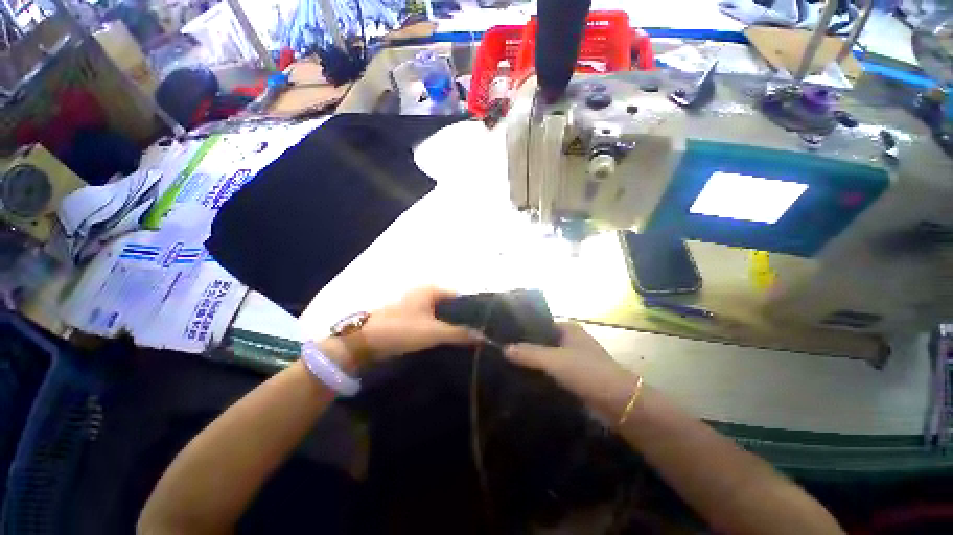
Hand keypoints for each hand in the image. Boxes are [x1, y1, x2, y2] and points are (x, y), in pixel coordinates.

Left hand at [360, 287, 482, 360]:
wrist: (366, 342)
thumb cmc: (402, 329)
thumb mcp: (434, 331)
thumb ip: (460, 333)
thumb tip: (484, 336)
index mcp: (432, 290)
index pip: (461, 297)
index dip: (474, 310)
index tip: (487, 325)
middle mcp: (427, 295)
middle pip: (453, 307)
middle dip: (465, 320)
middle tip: (481, 335)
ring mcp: (419, 307)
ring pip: (444, 316)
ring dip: (454, 327)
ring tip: (472, 340)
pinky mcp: (414, 320)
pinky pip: (434, 323)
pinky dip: (443, 331)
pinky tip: (454, 342)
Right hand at [504, 322, 637, 408]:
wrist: (619, 404)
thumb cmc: (588, 372)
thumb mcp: (554, 360)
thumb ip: (529, 353)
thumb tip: (504, 348)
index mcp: (569, 329)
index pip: (540, 325)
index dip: (523, 331)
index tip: (504, 338)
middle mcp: (571, 342)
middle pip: (543, 343)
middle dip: (526, 349)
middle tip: (503, 354)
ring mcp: (575, 361)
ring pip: (548, 360)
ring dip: (534, 365)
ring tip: (509, 368)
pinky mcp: (576, 379)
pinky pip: (553, 375)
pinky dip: (542, 378)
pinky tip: (525, 383)